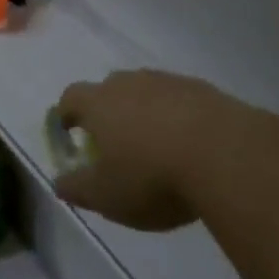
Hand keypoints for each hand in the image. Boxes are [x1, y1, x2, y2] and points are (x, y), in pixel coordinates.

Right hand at [52, 70, 238, 231]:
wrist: (220, 152)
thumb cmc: (151, 176)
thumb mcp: (107, 196)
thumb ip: (78, 188)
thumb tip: (58, 181)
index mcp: (99, 103)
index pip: (71, 98)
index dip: (66, 115)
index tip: (68, 133)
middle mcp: (128, 82)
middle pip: (108, 90)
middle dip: (107, 114)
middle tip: (115, 146)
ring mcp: (165, 82)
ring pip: (144, 93)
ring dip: (143, 114)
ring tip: (155, 149)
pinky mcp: (198, 89)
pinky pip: (177, 100)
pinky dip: (175, 117)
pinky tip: (188, 147)